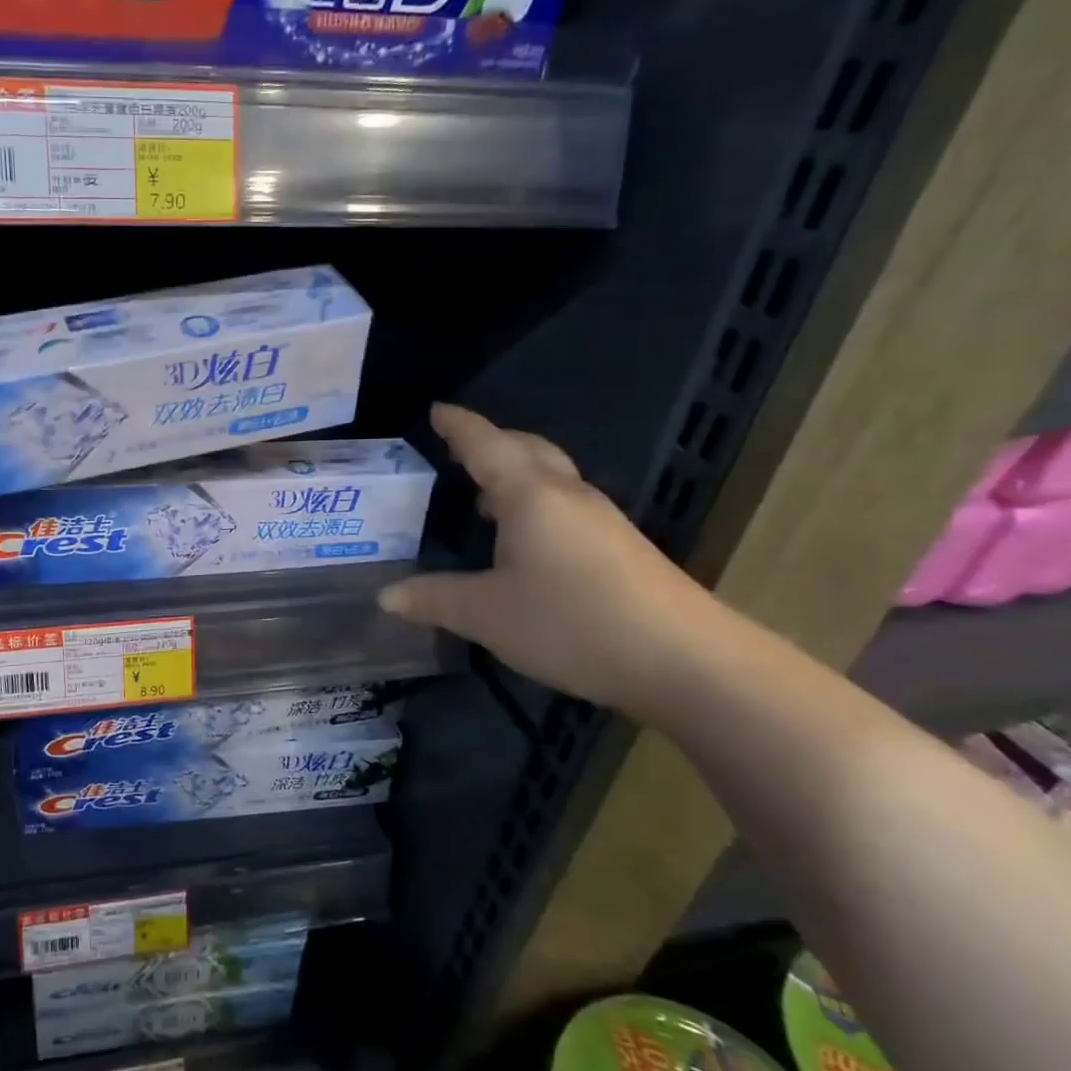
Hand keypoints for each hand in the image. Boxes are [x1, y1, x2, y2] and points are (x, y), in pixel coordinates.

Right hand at [379, 403, 721, 717]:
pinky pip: (565, 507)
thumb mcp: (486, 614)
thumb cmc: (572, 621)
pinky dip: (534, 506)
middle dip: (492, 443)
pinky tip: (524, 542)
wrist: (686, 660)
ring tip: (483, 497)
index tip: (437, 410)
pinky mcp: (620, 549)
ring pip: (551, 479)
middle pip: (527, 451)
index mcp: (530, 496)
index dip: (459, 427)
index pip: (486, 445)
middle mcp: (568, 496)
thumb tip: (385, 596)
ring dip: (515, 476)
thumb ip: (433, 599)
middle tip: (458, 449)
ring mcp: (601, 522)